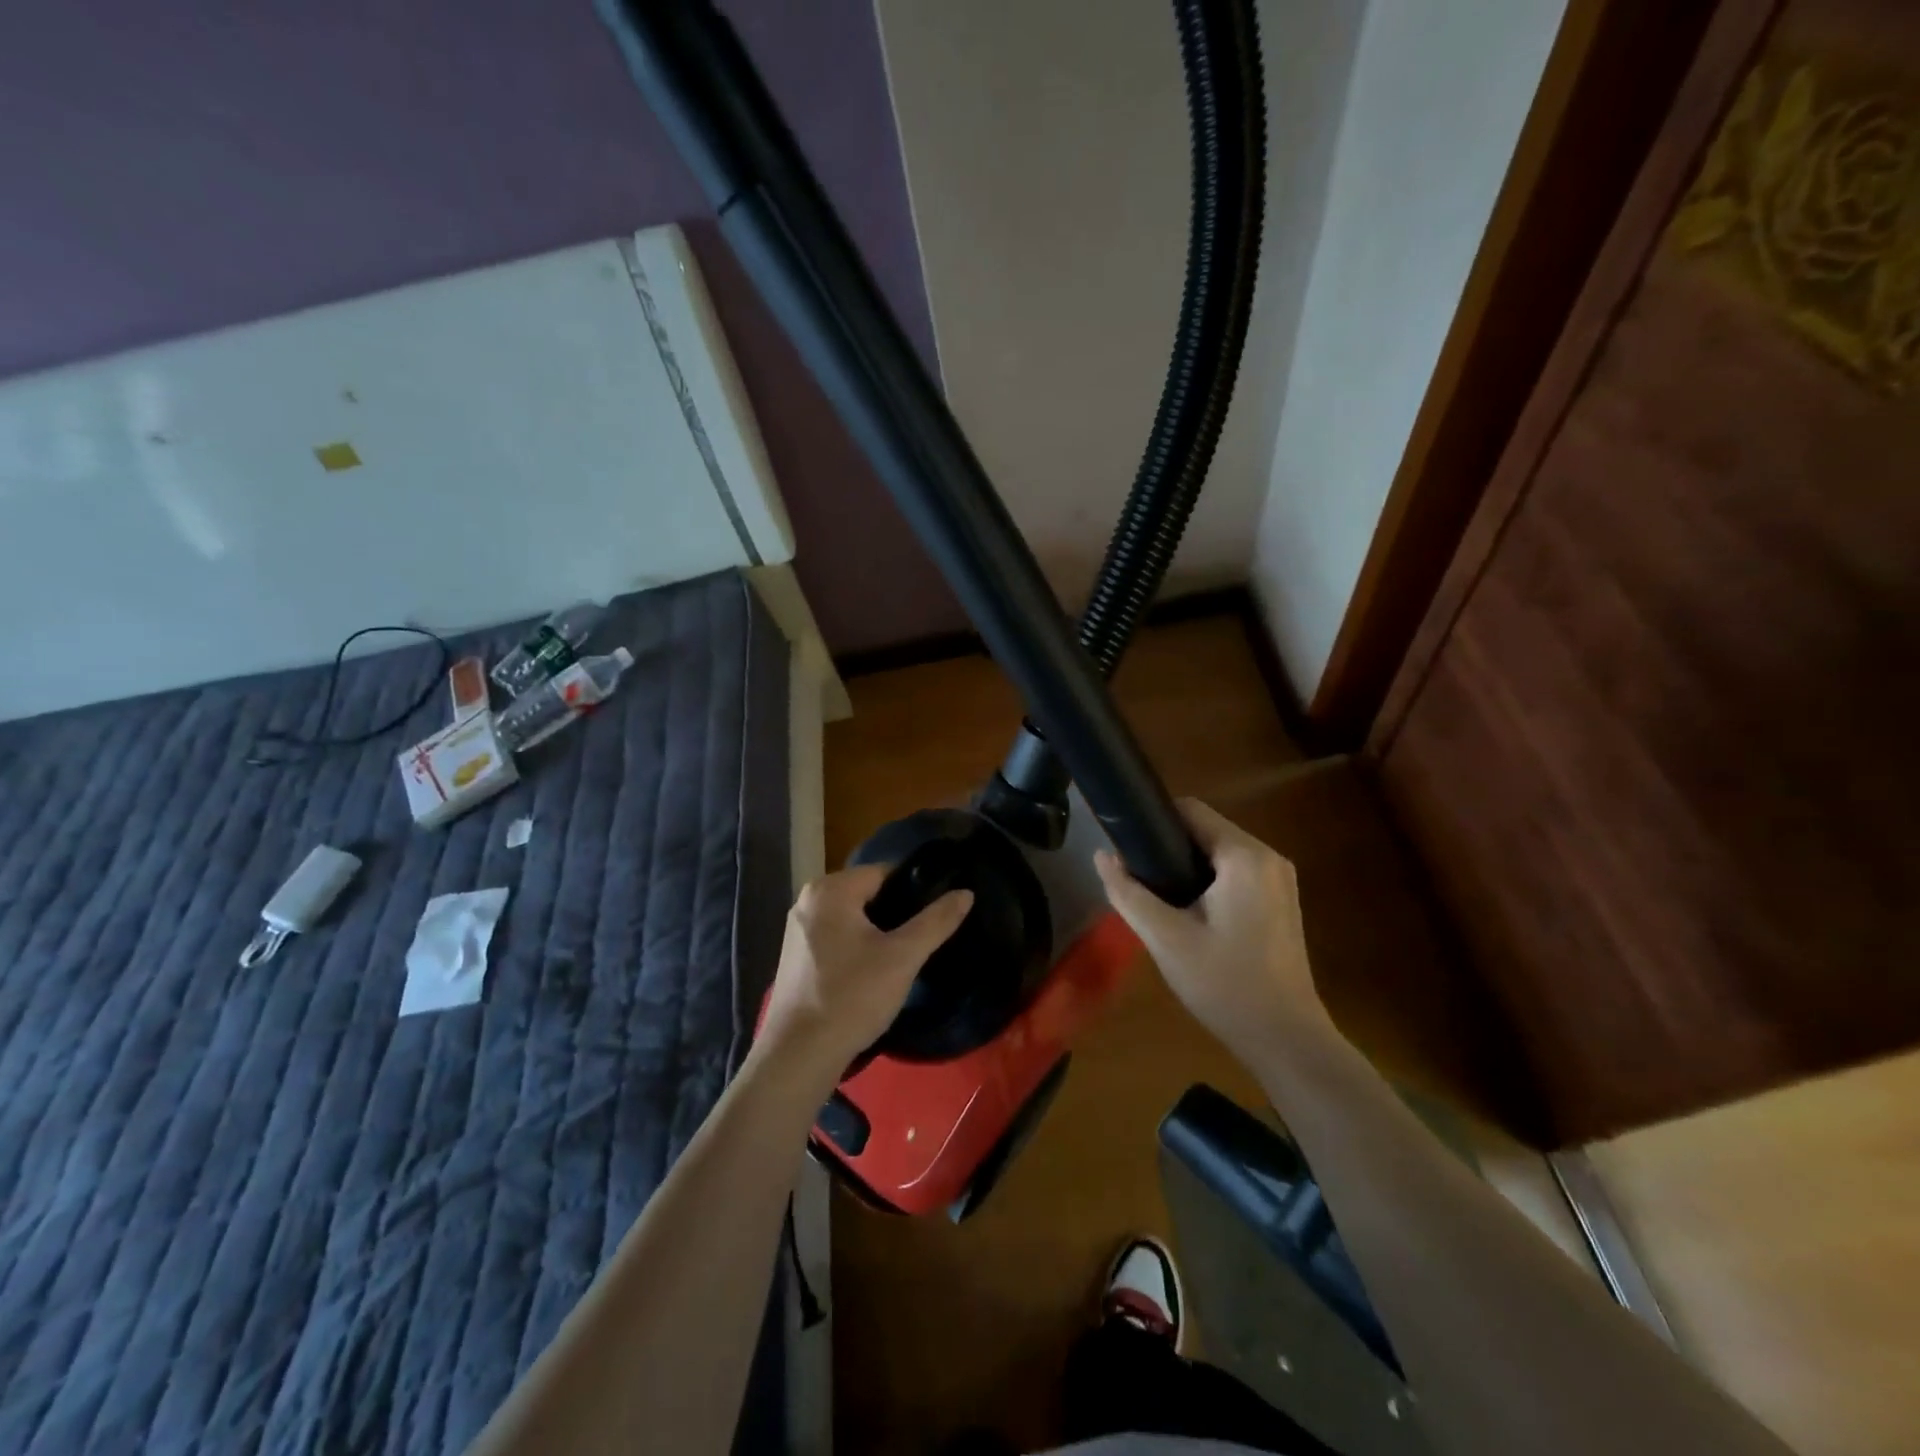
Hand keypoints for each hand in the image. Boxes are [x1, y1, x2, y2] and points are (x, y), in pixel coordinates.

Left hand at [757, 864, 972, 1079]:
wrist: (799, 1056)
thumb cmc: (852, 997)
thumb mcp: (902, 957)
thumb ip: (936, 921)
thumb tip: (965, 892)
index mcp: (830, 889)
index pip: (884, 872)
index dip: (915, 890)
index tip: (935, 915)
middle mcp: (808, 900)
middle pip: (867, 894)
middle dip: (896, 913)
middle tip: (922, 940)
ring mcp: (797, 929)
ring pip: (852, 918)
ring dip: (877, 933)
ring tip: (902, 957)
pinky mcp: (796, 956)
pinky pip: (836, 937)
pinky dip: (856, 947)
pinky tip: (872, 973)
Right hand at [1095, 799, 1329, 1062]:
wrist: (1286, 1040)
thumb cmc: (1225, 985)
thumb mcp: (1166, 939)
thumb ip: (1128, 893)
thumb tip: (1101, 856)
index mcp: (1244, 856)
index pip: (1190, 810)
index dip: (1152, 822)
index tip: (1126, 848)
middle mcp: (1268, 857)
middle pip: (1205, 830)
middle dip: (1167, 849)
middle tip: (1138, 882)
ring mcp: (1279, 880)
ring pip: (1218, 853)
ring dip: (1186, 868)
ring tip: (1158, 900)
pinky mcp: (1280, 902)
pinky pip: (1235, 874)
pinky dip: (1207, 883)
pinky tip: (1189, 916)